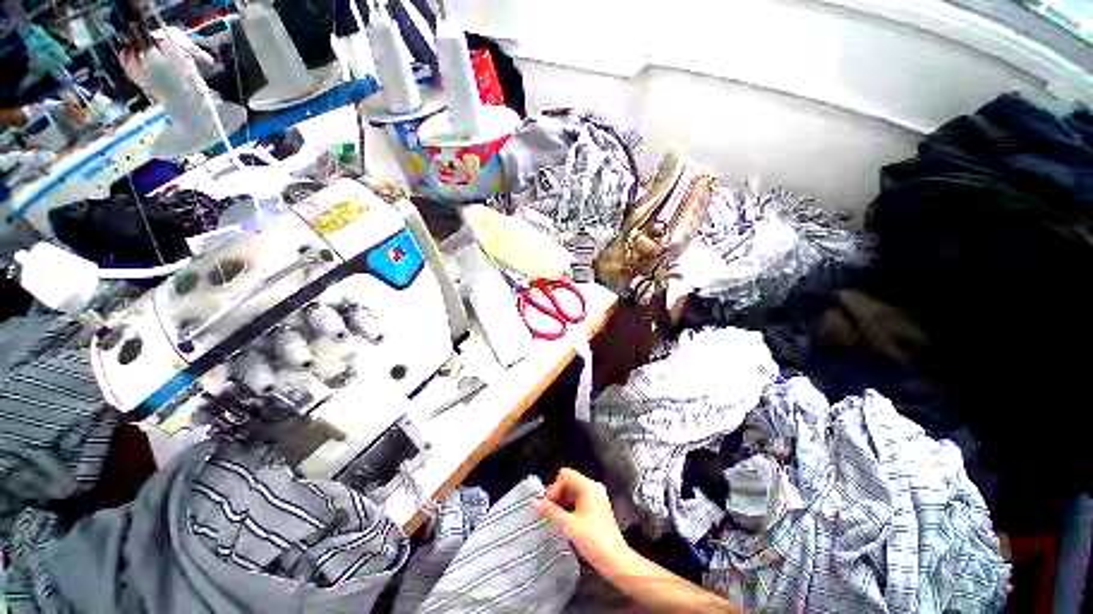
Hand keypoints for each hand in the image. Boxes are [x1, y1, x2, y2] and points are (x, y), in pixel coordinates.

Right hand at [532, 468, 631, 571]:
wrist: (615, 560)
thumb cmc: (592, 540)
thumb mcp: (568, 525)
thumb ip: (550, 511)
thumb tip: (533, 502)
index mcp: (588, 486)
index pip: (565, 476)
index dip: (554, 488)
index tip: (546, 505)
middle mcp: (593, 487)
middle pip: (570, 481)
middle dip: (557, 494)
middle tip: (549, 511)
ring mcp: (597, 496)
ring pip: (574, 490)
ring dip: (563, 500)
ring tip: (555, 517)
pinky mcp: (598, 506)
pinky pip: (580, 498)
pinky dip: (571, 505)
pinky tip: (565, 519)